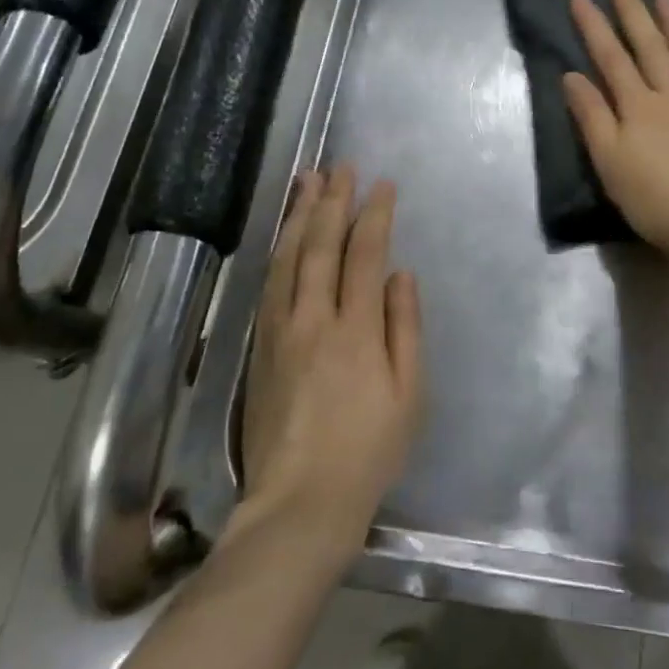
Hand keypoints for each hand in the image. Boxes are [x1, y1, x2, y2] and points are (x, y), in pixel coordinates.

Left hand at [237, 164, 423, 558]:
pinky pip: (269, 283)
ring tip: (307, 181)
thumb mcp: (409, 394)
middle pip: (321, 245)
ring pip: (288, 257)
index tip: (382, 185)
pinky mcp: (259, 346)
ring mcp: (280, 330)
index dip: (374, 215)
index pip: (364, 255)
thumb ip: (405, 327)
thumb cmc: (369, 450)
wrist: (300, 501)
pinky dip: (279, 249)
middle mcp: (313, 319)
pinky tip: (285, 234)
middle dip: (332, 201)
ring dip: (299, 215)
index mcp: (356, 330)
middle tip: (340, 166)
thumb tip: (400, 274)